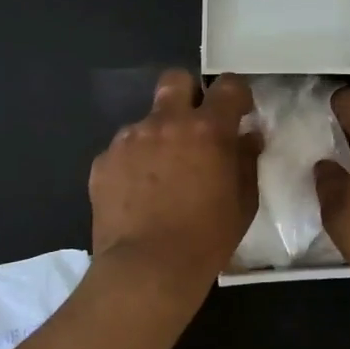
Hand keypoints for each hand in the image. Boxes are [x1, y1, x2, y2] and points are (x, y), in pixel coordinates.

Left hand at [89, 70, 260, 293]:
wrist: (147, 269)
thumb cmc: (207, 238)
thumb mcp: (243, 202)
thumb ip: (246, 160)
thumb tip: (247, 136)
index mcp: (207, 130)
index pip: (227, 85)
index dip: (235, 94)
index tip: (238, 111)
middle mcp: (166, 122)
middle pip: (175, 79)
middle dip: (188, 93)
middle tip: (194, 125)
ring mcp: (129, 139)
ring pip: (146, 120)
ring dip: (158, 136)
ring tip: (161, 176)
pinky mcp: (103, 161)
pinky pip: (123, 150)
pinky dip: (133, 164)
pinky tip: (137, 195)